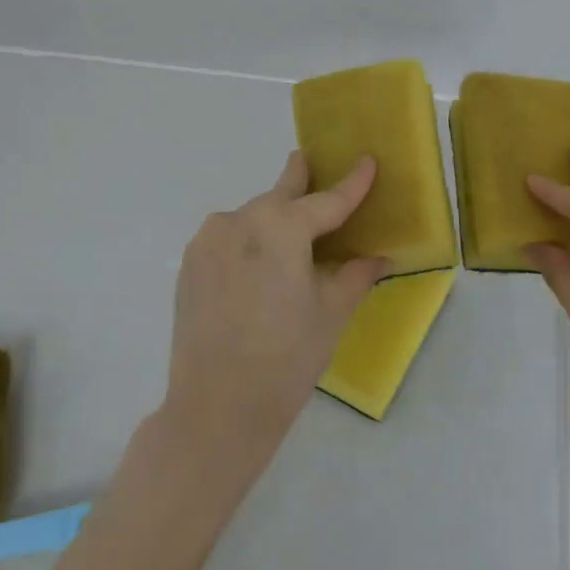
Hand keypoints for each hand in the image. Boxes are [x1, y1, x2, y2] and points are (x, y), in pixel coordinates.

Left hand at [163, 151, 390, 477]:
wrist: (216, 409)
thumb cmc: (287, 358)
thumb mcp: (332, 313)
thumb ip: (355, 274)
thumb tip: (379, 256)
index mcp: (281, 228)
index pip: (327, 200)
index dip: (352, 183)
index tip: (367, 161)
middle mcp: (240, 221)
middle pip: (280, 196)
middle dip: (299, 181)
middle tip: (307, 161)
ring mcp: (209, 241)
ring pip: (251, 216)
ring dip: (272, 216)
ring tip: (289, 230)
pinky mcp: (190, 265)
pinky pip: (228, 238)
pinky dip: (248, 239)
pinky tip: (259, 261)